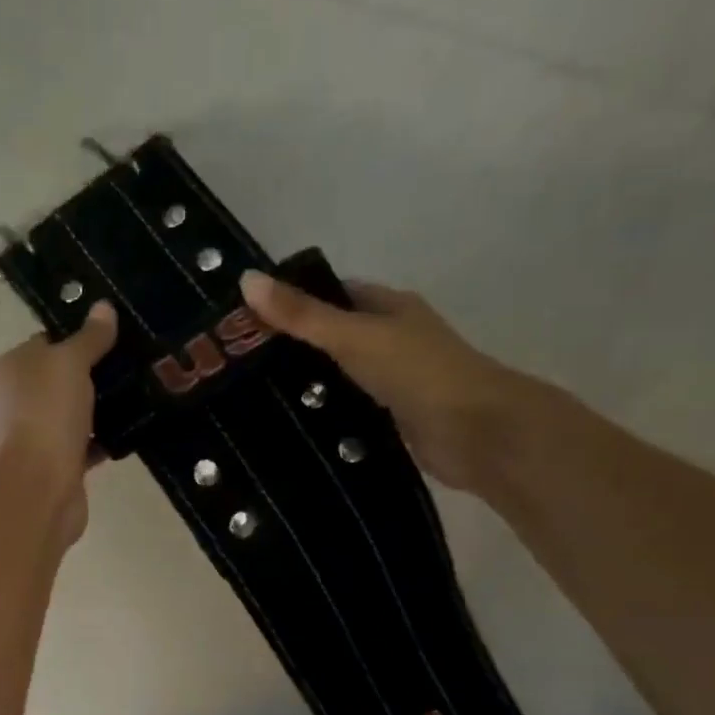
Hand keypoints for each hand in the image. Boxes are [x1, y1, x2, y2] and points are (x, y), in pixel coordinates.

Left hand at [0, 302, 118, 542]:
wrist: (42, 485)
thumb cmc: (47, 413)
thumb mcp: (70, 362)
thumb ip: (89, 337)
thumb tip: (104, 307)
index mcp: (11, 368)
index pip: (46, 342)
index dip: (78, 337)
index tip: (115, 336)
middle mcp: (17, 399)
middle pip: (61, 378)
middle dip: (95, 373)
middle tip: (134, 363)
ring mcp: (36, 434)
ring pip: (75, 412)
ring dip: (102, 407)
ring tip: (141, 392)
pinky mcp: (57, 463)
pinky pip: (85, 443)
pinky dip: (104, 439)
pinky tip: (134, 429)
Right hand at [239, 270, 536, 492]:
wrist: (475, 433)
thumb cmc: (417, 372)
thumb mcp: (353, 336)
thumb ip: (302, 315)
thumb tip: (246, 280)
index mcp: (389, 308)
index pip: (333, 295)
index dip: (293, 301)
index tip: (246, 321)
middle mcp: (392, 340)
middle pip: (332, 338)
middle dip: (291, 349)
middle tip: (239, 366)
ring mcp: (392, 382)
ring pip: (337, 378)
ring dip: (305, 387)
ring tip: (250, 398)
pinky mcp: (390, 420)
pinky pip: (346, 411)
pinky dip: (322, 417)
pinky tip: (287, 428)